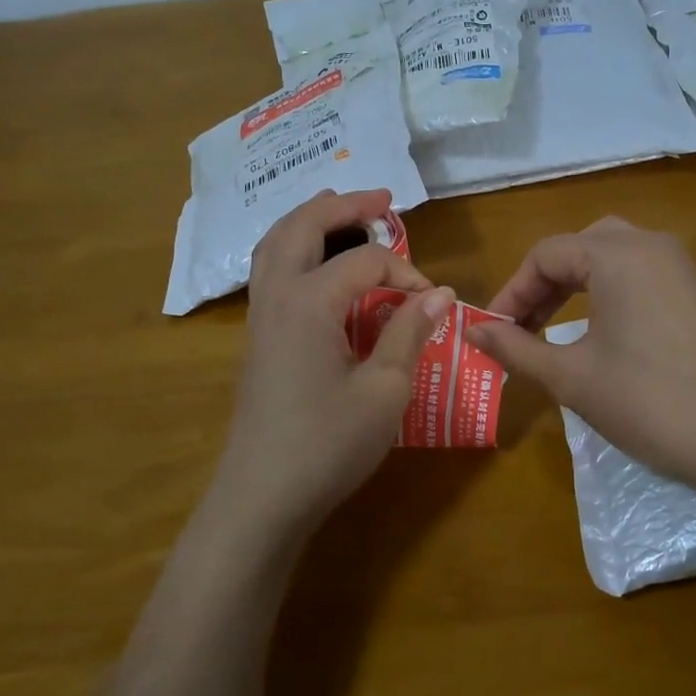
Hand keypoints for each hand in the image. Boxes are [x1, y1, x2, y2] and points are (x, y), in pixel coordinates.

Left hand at [211, 189, 454, 540]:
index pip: (365, 262)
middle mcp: (276, 296)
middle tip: (381, 198)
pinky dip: (294, 250)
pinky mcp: (256, 339)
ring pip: (275, 245)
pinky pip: (271, 273)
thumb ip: (410, 333)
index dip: (406, 272)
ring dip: (310, 221)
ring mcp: (259, 318)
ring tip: (342, 212)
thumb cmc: (328, 444)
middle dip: (343, 206)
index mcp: (308, 301)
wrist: (263, 497)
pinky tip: (317, 267)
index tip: (434, 302)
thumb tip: (439, 293)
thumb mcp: (385, 389)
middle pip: (302, 227)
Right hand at [467, 218, 695, 499]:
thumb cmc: (647, 402)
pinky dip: (605, 293)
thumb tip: (472, 330)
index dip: (511, 293)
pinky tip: (595, 331)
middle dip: (541, 286)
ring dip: (572, 287)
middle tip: (519, 328)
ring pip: (609, 259)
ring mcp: (679, 268)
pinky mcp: (694, 293)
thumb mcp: (571, 376)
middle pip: (577, 248)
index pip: (545, 255)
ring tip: (547, 329)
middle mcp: (650, 245)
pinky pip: (637, 275)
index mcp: (617, 254)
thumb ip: (516, 348)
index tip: (491, 332)